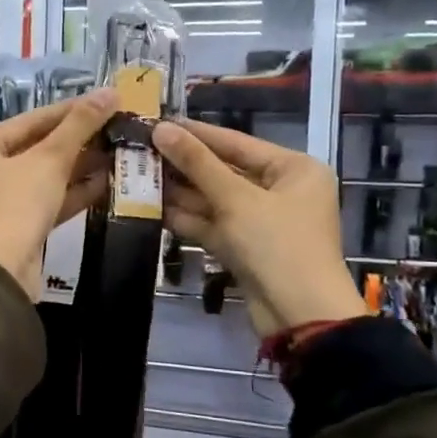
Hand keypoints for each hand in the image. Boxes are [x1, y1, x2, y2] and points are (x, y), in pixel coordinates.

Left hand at [0, 90, 116, 297]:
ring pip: (42, 177)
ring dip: (78, 167)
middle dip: (76, 141)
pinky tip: (106, 183)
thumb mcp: (49, 160)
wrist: (0, 272)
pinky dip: (71, 193)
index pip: (29, 121)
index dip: (69, 111)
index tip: (104, 101)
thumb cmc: (16, 204)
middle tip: (114, 127)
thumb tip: (110, 92)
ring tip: (116, 152)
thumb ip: (79, 126)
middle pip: (35, 149)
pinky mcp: (14, 229)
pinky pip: (45, 202)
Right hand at [152, 119, 364, 336]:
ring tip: (137, 175)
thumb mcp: (236, 199)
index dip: (195, 133)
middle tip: (140, 149)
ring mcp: (261, 221)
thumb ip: (197, 163)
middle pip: (224, 170)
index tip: (157, 121)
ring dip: (179, 191)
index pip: (236, 142)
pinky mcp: (244, 247)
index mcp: (293, 169)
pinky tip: (151, 207)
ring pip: (214, 199)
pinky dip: (186, 218)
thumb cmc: (277, 245)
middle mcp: (280, 190)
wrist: (300, 316)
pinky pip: (212, 224)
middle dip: (183, 164)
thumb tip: (161, 129)